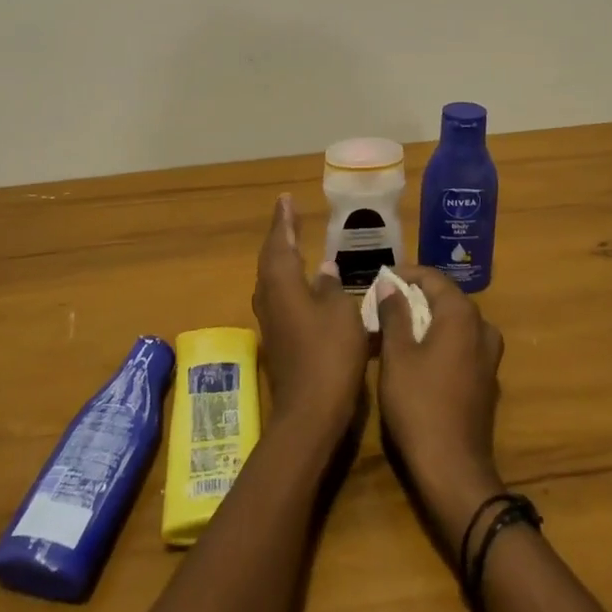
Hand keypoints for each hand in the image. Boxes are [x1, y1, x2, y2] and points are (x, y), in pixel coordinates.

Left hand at [251, 194, 369, 440]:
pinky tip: (302, 284)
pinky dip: (287, 281)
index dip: (284, 221)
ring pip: (271, 279)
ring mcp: (270, 320)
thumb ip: (332, 287)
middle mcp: (269, 297)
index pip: (280, 242)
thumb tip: (325, 269)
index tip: (286, 200)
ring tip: (294, 243)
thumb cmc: (330, 354)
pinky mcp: (277, 339)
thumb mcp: (341, 313)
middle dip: (280, 236)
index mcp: (282, 283)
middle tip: (290, 216)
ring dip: (281, 258)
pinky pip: (278, 296)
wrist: (310, 411)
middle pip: (270, 259)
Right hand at [374, 267, 505, 553]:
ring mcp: (488, 357)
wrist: (453, 468)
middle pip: (447, 299)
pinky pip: (462, 345)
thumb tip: (390, 285)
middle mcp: (482, 329)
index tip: (379, 281)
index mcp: (462, 316)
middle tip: (383, 304)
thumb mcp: (397, 355)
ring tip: (397, 328)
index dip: (405, 275)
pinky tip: (418, 355)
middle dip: (415, 296)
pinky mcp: (486, 380)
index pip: (433, 278)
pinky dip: (440, 340)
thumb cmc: (419, 404)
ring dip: (428, 319)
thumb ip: (394, 314)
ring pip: (455, 323)